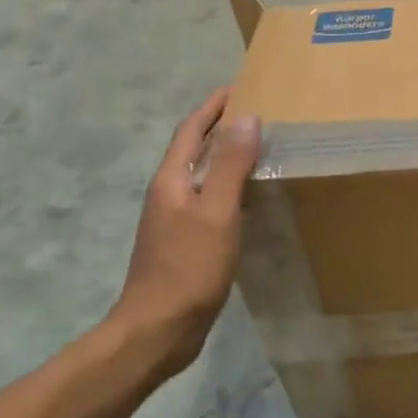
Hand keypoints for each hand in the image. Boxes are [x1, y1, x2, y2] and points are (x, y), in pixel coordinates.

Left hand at [110, 88, 261, 379]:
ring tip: (260, 146)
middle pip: (194, 149)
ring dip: (226, 156)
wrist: (157, 330)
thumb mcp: (217, 211)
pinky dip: (230, 186)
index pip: (191, 130)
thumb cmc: (188, 266)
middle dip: (220, 127)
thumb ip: (232, 165)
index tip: (238, 87)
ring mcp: (175, 220)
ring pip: (203, 175)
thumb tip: (246, 117)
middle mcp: (169, 193)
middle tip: (257, 112)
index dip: (212, 107)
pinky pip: (210, 200)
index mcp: (171, 180)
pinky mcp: (185, 242)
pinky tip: (251, 196)